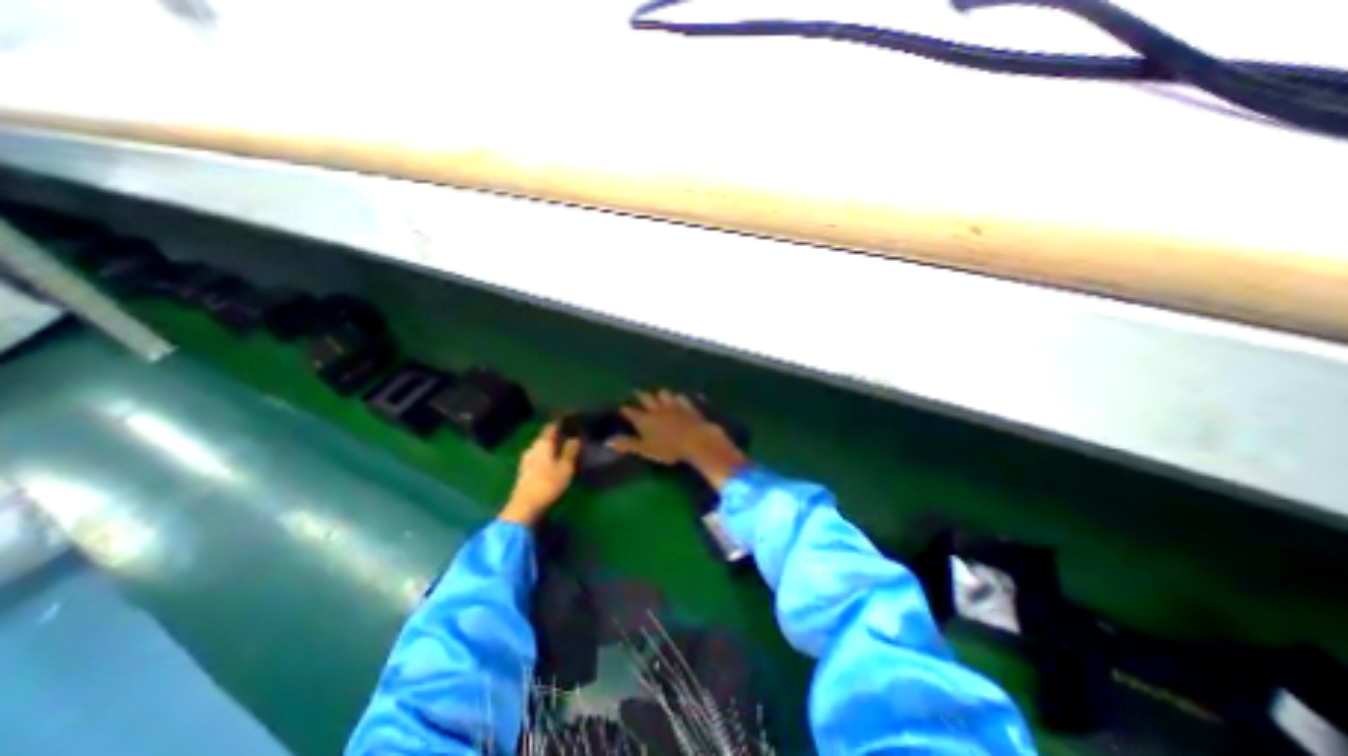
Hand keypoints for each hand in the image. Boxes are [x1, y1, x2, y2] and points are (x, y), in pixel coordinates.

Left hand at [496, 425, 574, 524]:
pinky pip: (536, 459)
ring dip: (549, 448)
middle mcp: (532, 448)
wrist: (525, 506)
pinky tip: (551, 463)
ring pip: (540, 449)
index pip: (551, 427)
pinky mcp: (523, 472)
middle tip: (568, 436)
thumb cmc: (548, 484)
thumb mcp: (565, 467)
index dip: (560, 422)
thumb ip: (570, 451)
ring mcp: (526, 460)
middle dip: (555, 437)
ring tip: (561, 450)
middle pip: (544, 438)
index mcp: (543, 444)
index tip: (569, 419)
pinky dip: (545, 458)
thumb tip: (575, 438)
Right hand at [610, 390, 746, 490]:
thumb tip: (608, 440)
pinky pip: (682, 398)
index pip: (631, 412)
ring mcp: (674, 405)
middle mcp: (657, 409)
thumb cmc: (669, 449)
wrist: (696, 440)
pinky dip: (680, 398)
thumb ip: (628, 444)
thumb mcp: (645, 450)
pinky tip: (681, 398)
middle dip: (640, 394)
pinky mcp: (688, 406)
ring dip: (660, 394)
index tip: (621, 407)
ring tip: (659, 394)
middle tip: (636, 391)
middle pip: (646, 398)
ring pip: (664, 394)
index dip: (625, 409)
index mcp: (645, 420)